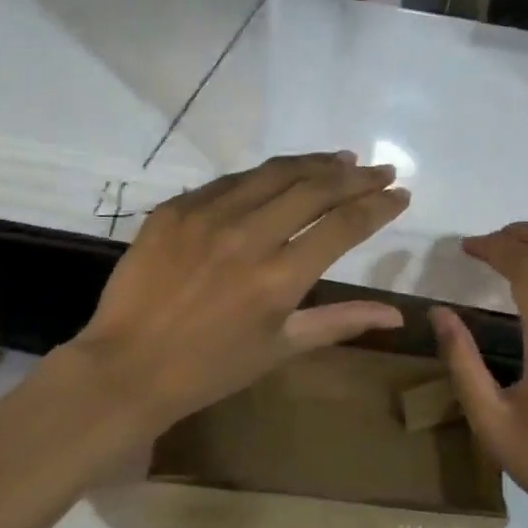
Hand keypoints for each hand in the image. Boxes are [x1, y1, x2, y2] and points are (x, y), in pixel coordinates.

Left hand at [69, 152, 410, 430]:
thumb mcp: (281, 348)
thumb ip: (341, 322)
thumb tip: (398, 315)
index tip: (399, 194)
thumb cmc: (211, 368)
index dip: (378, 206)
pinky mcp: (174, 210)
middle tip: (379, 169)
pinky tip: (278, 175)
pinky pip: (229, 181)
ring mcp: (206, 217)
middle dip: (355, 177)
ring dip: (313, 163)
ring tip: (340, 159)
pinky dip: (262, 176)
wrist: (128, 367)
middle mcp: (248, 236)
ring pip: (272, 173)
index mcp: (279, 278)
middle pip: (314, 188)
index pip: (343, 226)